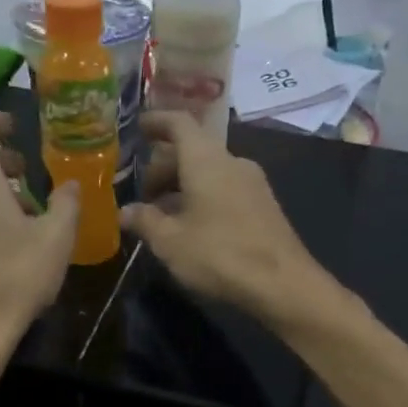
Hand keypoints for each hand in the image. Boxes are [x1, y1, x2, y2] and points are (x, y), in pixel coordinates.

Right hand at [121, 111, 335, 330]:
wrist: (282, 284)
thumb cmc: (219, 255)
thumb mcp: (170, 242)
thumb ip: (145, 221)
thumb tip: (125, 211)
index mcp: (206, 159)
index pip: (179, 123)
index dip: (157, 122)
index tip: (139, 128)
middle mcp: (232, 161)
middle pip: (194, 150)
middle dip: (165, 167)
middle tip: (144, 194)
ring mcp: (253, 183)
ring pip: (210, 172)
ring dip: (184, 186)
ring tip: (164, 215)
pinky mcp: (264, 206)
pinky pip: (226, 189)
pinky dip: (204, 198)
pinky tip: (193, 227)